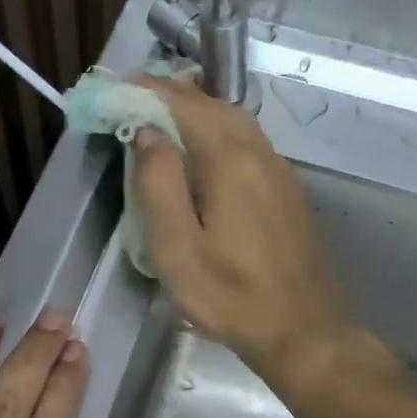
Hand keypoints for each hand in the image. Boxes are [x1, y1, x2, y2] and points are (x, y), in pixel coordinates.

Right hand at [132, 75, 348, 386]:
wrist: (302, 331)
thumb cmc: (230, 296)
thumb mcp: (177, 250)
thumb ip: (158, 186)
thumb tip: (148, 133)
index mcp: (230, 162)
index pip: (184, 105)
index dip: (147, 90)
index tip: (114, 86)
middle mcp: (259, 153)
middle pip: (212, 104)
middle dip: (171, 93)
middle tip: (131, 95)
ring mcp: (278, 169)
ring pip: (234, 119)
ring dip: (196, 108)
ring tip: (160, 114)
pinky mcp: (285, 189)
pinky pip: (247, 140)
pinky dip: (217, 128)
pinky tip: (201, 148)